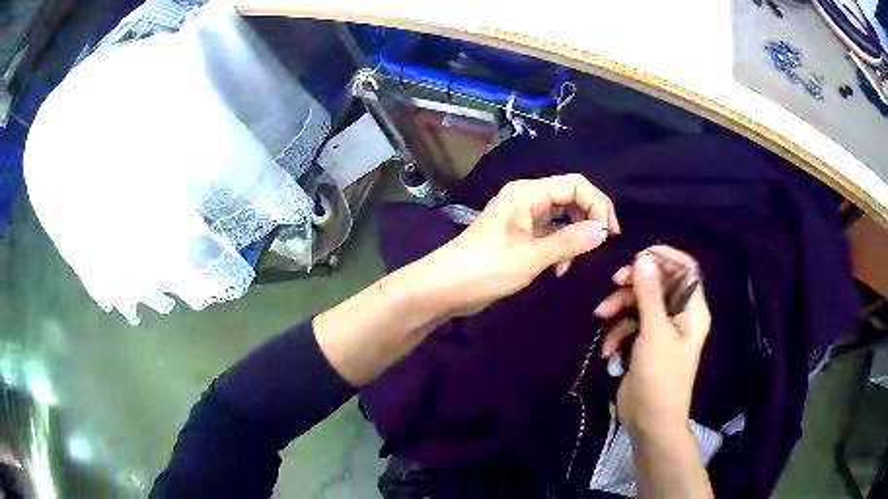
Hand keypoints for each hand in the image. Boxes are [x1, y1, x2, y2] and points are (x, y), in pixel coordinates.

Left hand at [414, 174, 619, 317]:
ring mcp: (522, 216)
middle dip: (589, 218)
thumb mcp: (531, 257)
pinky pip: (550, 232)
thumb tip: (602, 230)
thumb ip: (568, 241)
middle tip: (601, 244)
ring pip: (562, 216)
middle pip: (570, 197)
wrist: (444, 287)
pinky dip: (559, 246)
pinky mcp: (519, 234)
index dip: (598, 204)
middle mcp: (526, 198)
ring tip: (570, 263)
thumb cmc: (485, 269)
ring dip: (574, 236)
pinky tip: (558, 268)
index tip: (611, 233)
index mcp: (527, 193)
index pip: (575, 185)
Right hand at [593, 245, 710, 433]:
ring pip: (640, 304)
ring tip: (601, 317)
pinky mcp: (645, 344)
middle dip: (635, 283)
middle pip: (658, 284)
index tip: (639, 255)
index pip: (685, 270)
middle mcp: (679, 316)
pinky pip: (631, 325)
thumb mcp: (654, 332)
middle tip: (615, 282)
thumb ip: (649, 293)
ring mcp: (661, 331)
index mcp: (692, 310)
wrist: (650, 421)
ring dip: (619, 308)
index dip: (665, 257)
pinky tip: (608, 349)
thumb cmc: (661, 377)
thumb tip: (643, 258)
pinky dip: (617, 332)